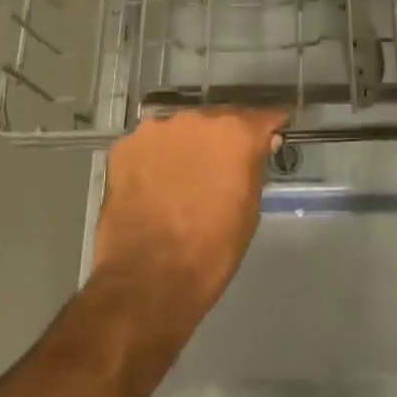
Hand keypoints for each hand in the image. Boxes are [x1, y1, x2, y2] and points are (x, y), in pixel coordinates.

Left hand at [89, 106, 286, 330]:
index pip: (262, 116)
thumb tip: (259, 144)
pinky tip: (153, 183)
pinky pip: (149, 144)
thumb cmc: (212, 250)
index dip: (269, 126)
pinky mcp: (124, 146)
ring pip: (181, 129)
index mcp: (235, 132)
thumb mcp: (249, 208)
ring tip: (183, 176)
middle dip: (223, 137)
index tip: (271, 134)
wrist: (148, 280)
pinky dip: (155, 157)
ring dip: (187, 144)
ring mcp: (156, 129)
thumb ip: (253, 166)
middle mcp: (197, 118)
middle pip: (218, 118)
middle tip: (220, 164)